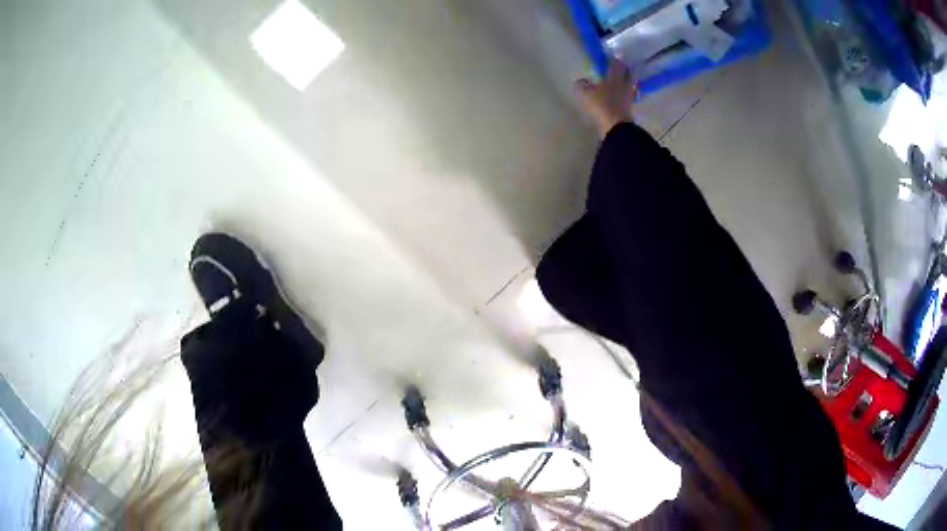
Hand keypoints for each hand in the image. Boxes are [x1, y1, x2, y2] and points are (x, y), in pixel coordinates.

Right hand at [575, 59, 636, 137]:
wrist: (617, 126)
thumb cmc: (602, 106)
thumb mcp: (587, 95)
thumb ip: (582, 86)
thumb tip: (578, 80)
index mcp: (614, 77)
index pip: (615, 64)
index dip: (613, 59)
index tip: (610, 56)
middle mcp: (624, 83)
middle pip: (626, 73)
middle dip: (623, 68)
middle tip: (618, 66)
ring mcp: (629, 95)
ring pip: (629, 83)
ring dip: (626, 80)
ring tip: (621, 79)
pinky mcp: (630, 106)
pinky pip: (629, 95)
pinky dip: (626, 92)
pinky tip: (622, 94)